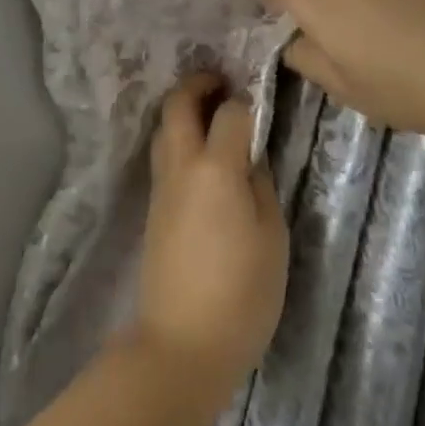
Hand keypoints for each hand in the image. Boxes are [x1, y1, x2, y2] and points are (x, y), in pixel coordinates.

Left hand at [131, 74, 289, 418]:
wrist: (183, 342)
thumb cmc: (242, 293)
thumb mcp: (271, 237)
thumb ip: (260, 185)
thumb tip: (249, 155)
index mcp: (214, 169)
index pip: (228, 112)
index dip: (245, 102)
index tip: (259, 104)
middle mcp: (180, 166)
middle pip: (177, 105)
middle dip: (198, 84)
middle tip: (224, 83)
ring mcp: (161, 186)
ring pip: (163, 128)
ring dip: (183, 110)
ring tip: (212, 115)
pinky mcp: (153, 206)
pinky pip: (163, 154)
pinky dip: (178, 137)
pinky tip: (201, 154)